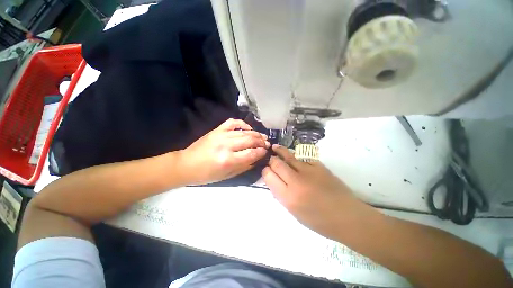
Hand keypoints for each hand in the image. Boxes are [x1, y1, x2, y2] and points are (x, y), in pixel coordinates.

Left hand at [180, 118, 269, 184]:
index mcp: (228, 160)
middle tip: (267, 143)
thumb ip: (244, 167)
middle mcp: (226, 145)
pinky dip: (242, 124)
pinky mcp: (217, 130)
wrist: (186, 164)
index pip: (251, 153)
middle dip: (261, 141)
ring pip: (244, 131)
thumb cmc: (206, 175)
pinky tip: (248, 128)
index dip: (261, 152)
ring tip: (263, 137)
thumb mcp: (227, 176)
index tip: (267, 151)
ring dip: (256, 134)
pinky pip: (233, 122)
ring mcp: (221, 135)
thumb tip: (257, 159)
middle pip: (250, 140)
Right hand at [262, 145, 366, 238]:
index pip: (269, 176)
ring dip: (279, 151)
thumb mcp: (294, 212)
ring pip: (288, 156)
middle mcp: (296, 182)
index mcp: (288, 197)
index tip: (266, 170)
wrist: (347, 216)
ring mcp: (308, 171)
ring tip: (275, 147)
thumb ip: (281, 195)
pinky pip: (302, 157)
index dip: (265, 171)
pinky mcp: (319, 166)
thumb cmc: (319, 221)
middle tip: (271, 159)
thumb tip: (274, 180)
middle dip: (271, 160)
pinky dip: (295, 155)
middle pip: (277, 164)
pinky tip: (292, 154)